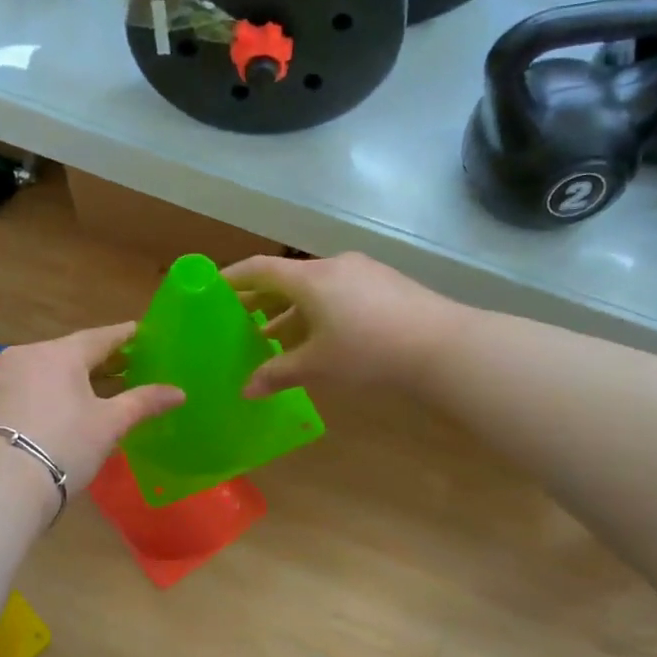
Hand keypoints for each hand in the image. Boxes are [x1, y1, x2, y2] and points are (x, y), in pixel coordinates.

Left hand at [0, 322, 183, 496]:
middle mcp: (26, 354)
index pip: (100, 337)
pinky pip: (28, 386)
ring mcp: (1, 376)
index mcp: (59, 353)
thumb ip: (143, 402)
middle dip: (101, 361)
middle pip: (71, 352)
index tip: (142, 334)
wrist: (0, 486)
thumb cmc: (64, 446)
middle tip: (128, 366)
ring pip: (47, 369)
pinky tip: (64, 407)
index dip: (125, 336)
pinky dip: (49, 391)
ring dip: (73, 378)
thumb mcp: (109, 424)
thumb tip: (179, 392)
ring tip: (99, 390)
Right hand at [223, 253, 456, 397]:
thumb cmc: (368, 351)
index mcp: (310, 278)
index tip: (212, 289)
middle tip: (240, 318)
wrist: (443, 346)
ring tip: (276, 336)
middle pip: (287, 278)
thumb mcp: (317, 365)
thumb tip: (246, 390)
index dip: (232, 278)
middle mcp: (334, 266)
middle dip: (262, 299)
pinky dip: (320, 311)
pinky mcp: (387, 285)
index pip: (259, 269)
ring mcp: (364, 273)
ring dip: (292, 310)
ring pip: (316, 288)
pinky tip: (321, 337)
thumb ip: (278, 373)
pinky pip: (340, 293)